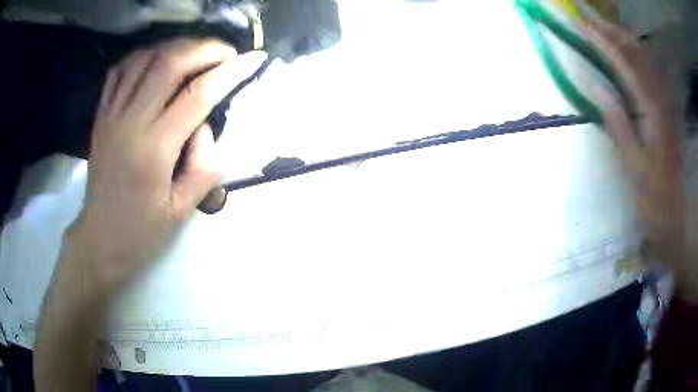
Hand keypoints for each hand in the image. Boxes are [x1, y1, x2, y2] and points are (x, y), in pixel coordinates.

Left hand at [65, 39, 267, 298]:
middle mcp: (130, 123)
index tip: (254, 59)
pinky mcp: (102, 115)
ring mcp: (112, 115)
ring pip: (145, 58)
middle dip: (206, 49)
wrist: (99, 239)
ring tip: (197, 52)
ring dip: (177, 46)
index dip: (231, 71)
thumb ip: (204, 166)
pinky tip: (159, 58)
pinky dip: (144, 55)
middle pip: (170, 63)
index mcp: (154, 150)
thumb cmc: (141, 232)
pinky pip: (121, 70)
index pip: (198, 95)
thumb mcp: (183, 211)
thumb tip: (206, 125)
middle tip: (227, 53)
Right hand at [583, 21, 688, 289]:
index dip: (603, 42)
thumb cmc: (653, 199)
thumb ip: (618, 124)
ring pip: (647, 59)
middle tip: (589, 20)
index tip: (580, 25)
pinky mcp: (668, 111)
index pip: (625, 65)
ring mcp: (667, 105)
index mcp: (653, 114)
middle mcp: (662, 102)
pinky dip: (638, 55)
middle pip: (638, 53)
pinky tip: (629, 53)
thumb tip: (595, 86)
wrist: (674, 218)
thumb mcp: (633, 168)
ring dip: (625, 39)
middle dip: (613, 31)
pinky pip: (653, 73)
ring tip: (604, 29)